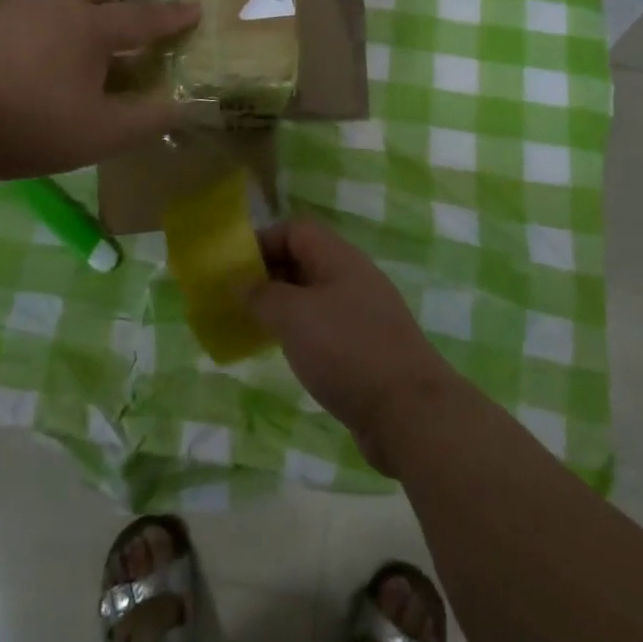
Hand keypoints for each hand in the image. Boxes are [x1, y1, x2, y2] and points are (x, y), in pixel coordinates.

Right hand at [247, 219, 457, 475]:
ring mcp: (364, 313)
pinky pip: (326, 326)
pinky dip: (302, 332)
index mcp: (340, 258)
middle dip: (269, 275)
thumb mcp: (294, 316)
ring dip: (284, 306)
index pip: (296, 229)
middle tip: (237, 300)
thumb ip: (263, 295)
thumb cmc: (347, 351)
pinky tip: (288, 354)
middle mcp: (354, 277)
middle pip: (305, 260)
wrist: (409, 412)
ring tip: (255, 327)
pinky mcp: (367, 346)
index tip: (234, 270)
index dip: (263, 241)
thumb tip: (242, 282)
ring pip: (315, 295)